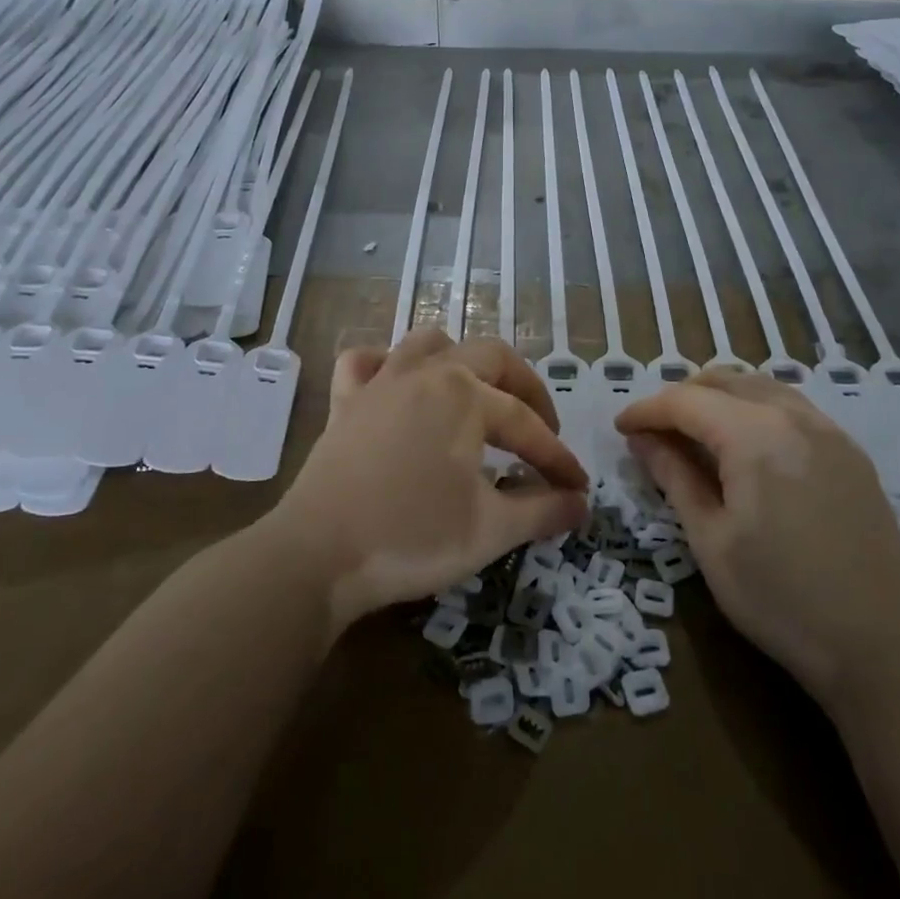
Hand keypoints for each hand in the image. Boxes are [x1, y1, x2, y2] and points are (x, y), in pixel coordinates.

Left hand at [267, 329, 588, 631]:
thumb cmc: (412, 537)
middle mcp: (426, 372)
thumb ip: (543, 510)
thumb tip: (582, 503)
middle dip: (526, 390)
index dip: (558, 458)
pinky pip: (365, 362)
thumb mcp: (490, 530)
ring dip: (462, 361)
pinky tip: (397, 388)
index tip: (578, 488)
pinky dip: (385, 365)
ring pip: (429, 343)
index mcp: (465, 394)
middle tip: (543, 431)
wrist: (317, 555)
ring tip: (477, 396)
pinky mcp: (345, 402)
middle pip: (491, 358)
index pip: (527, 425)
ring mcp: (380, 382)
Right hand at [615, 371, 899, 704]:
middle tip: (654, 432)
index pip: (685, 401)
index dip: (646, 411)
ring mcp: (829, 432)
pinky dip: (756, 409)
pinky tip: (746, 445)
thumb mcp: (711, 541)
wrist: (882, 646)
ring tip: (695, 432)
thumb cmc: (780, 599)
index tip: (620, 429)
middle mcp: (794, 417)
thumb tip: (643, 440)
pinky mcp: (850, 453)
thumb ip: (675, 478)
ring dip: (720, 397)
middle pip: (724, 381)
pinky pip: (792, 407)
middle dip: (681, 397)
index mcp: (754, 436)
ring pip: (761, 387)